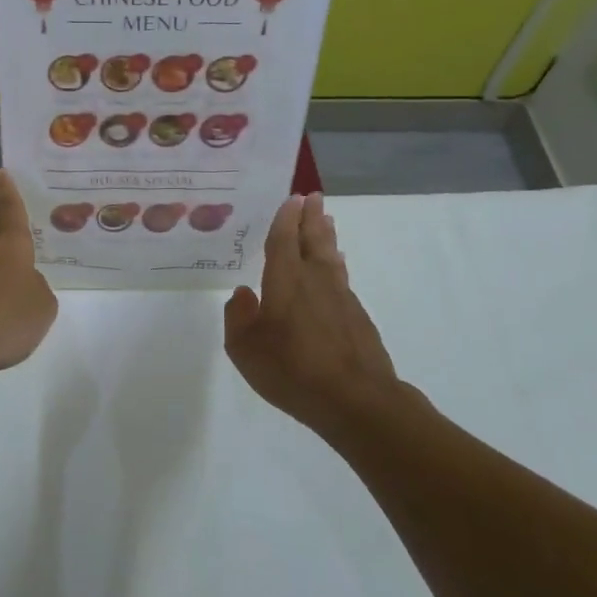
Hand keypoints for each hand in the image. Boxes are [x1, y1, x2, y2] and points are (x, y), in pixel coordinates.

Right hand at [224, 192, 415, 434]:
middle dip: (311, 217)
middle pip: (313, 240)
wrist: (355, 399)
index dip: (286, 219)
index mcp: (285, 281)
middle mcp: (314, 280)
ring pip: (331, 256)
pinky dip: (337, 263)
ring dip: (327, 235)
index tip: (292, 198)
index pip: (284, 240)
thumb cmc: (292, 370)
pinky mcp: (357, 316)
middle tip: (313, 197)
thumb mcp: (245, 349)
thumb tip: (242, 293)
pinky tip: (336, 266)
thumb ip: (238, 317)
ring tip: (327, 220)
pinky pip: (342, 277)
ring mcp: (340, 297)